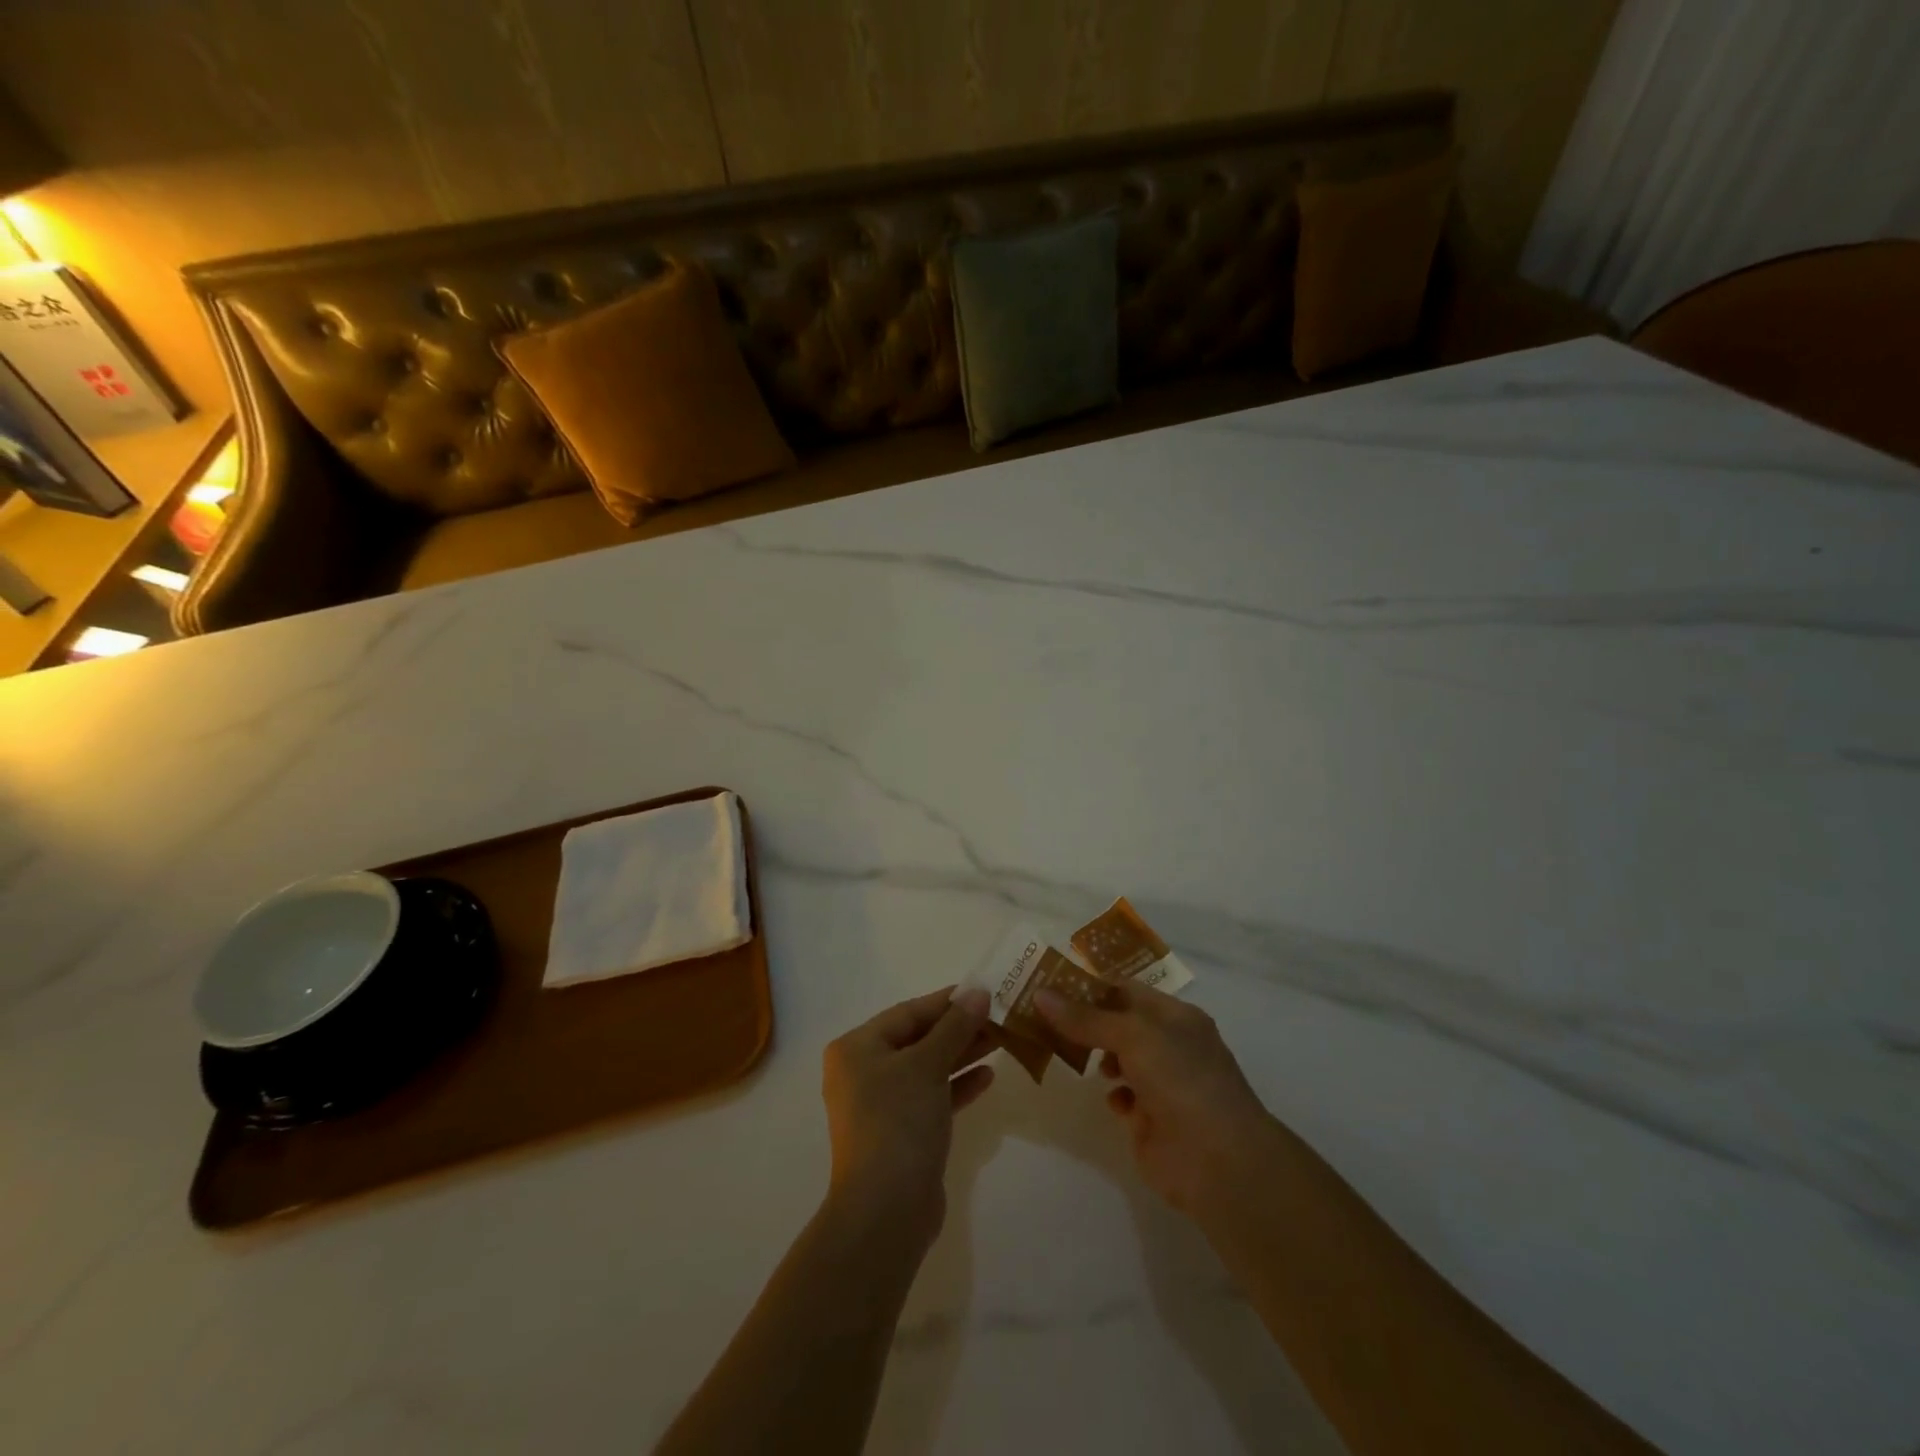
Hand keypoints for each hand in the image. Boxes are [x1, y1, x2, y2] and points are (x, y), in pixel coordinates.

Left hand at [821, 986, 995, 1249]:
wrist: (885, 1212)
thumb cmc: (899, 1122)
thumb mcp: (928, 1065)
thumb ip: (954, 1027)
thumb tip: (977, 992)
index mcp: (857, 1048)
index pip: (908, 1013)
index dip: (946, 1001)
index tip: (983, 990)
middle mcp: (863, 1072)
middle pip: (918, 1040)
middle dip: (958, 1028)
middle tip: (999, 1015)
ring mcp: (881, 1106)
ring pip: (927, 1069)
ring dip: (962, 1054)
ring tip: (1001, 1040)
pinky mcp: (901, 1134)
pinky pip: (931, 1098)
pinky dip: (956, 1086)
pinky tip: (988, 1078)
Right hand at [1037, 982, 1276, 1215]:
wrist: (1219, 1162)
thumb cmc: (1181, 1080)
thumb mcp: (1133, 1036)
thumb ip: (1086, 1018)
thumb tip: (1040, 994)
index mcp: (1175, 1016)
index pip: (1126, 990)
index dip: (1090, 986)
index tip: (1050, 985)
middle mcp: (1170, 1045)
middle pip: (1118, 1023)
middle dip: (1085, 1021)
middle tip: (1043, 1017)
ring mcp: (1162, 1083)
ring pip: (1118, 1059)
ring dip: (1095, 1056)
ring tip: (1065, 1053)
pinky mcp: (1151, 1119)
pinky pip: (1123, 1097)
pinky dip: (1112, 1095)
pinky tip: (1109, 1099)